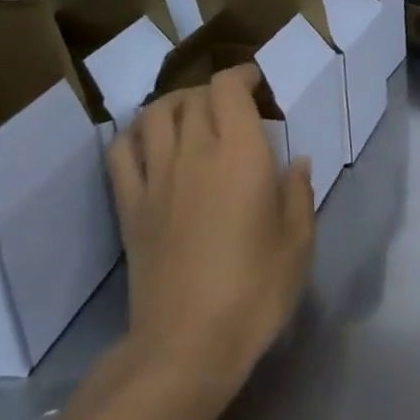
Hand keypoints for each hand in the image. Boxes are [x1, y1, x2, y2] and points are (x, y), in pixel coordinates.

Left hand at [108, 64, 315, 395]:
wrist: (188, 343)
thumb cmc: (255, 291)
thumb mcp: (299, 243)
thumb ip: (299, 194)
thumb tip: (298, 162)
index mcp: (240, 155)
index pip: (228, 90)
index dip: (241, 76)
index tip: (257, 83)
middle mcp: (193, 153)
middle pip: (193, 98)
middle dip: (214, 91)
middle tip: (234, 107)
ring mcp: (155, 179)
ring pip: (153, 115)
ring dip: (174, 104)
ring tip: (191, 114)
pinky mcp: (129, 206)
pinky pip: (121, 152)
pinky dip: (133, 134)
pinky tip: (149, 142)